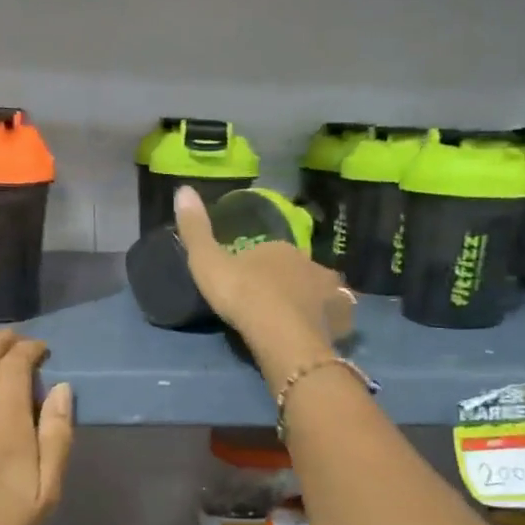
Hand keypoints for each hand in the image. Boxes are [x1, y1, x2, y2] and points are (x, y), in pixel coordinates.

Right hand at [174, 185, 354, 388]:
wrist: (282, 336)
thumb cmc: (244, 296)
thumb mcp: (207, 263)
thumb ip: (195, 231)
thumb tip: (183, 189)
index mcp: (279, 249)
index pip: (269, 252)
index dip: (257, 267)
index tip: (247, 284)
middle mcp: (309, 263)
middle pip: (296, 270)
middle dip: (287, 281)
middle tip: (271, 304)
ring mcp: (329, 291)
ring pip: (320, 290)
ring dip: (311, 299)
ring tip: (298, 319)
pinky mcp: (340, 319)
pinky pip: (338, 316)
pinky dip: (332, 321)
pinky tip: (323, 332)